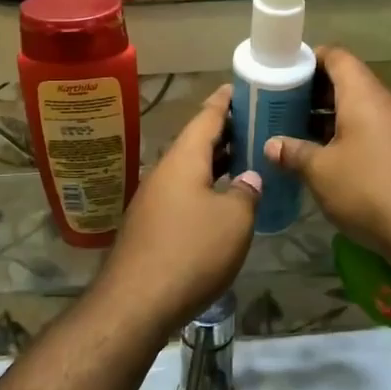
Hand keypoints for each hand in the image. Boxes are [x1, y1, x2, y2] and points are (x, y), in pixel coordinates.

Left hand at [95, 85, 260, 332]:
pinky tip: (222, 201)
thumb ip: (245, 193)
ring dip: (215, 163)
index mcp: (183, 160)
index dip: (224, 102)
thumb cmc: (190, 251)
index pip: (206, 118)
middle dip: (224, 133)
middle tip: (254, 124)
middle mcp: (164, 172)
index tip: (238, 87)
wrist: (136, 302)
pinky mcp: (150, 226)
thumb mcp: (234, 220)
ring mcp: (153, 200)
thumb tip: (248, 179)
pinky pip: (182, 194)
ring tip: (244, 158)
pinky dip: (205, 188)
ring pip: (189, 170)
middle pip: (196, 143)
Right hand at [265, 47, 390, 261]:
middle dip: (317, 92)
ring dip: (334, 117)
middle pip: (350, 82)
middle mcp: (388, 102)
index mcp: (364, 95)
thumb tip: (272, 145)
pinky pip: (377, 130)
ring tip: (304, 134)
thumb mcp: (321, 172)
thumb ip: (294, 152)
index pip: (337, 57)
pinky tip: (334, 158)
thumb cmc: (368, 188)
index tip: (286, 72)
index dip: (311, 58)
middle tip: (287, 107)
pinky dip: (353, 135)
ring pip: (364, 109)